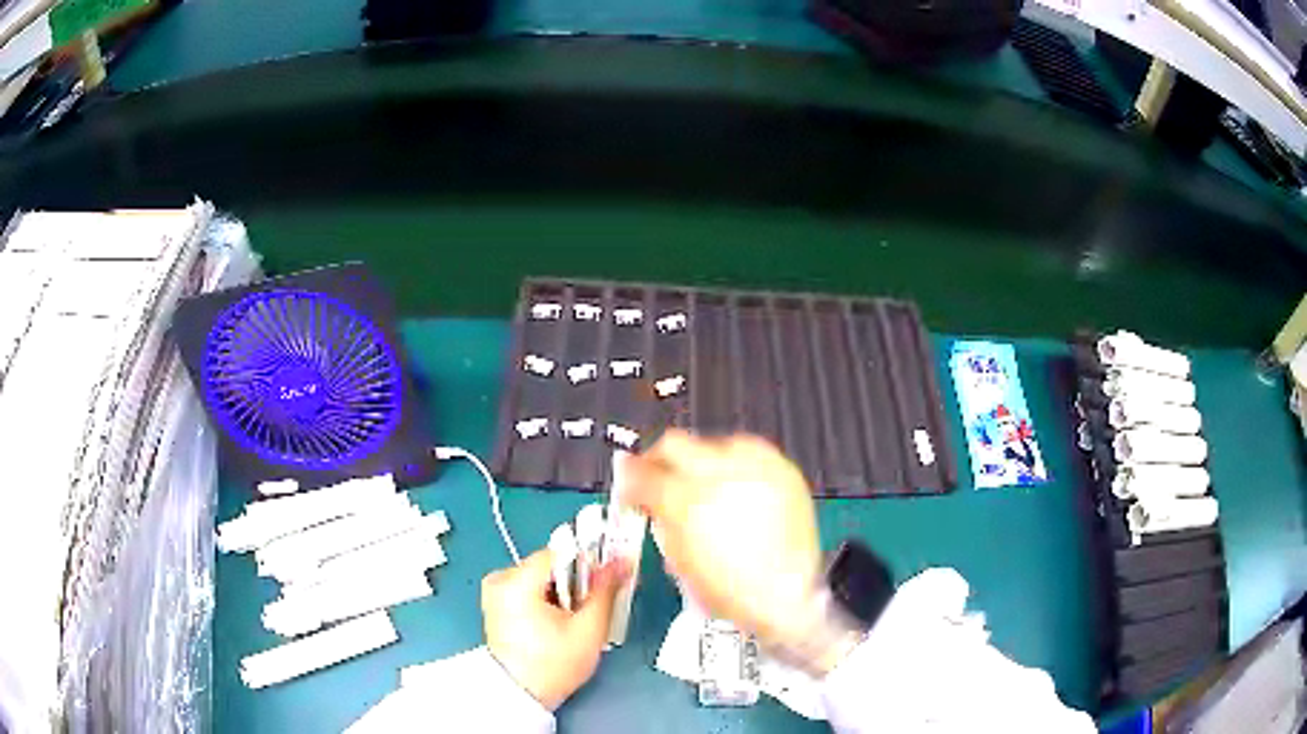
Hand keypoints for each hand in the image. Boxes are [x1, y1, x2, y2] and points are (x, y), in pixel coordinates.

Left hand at [481, 549, 626, 709]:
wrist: (522, 695)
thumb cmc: (555, 664)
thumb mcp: (588, 629)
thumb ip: (605, 590)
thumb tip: (623, 560)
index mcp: (516, 582)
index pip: (559, 552)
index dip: (586, 563)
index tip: (604, 580)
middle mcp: (499, 579)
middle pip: (549, 564)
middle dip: (574, 581)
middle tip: (588, 607)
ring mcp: (494, 591)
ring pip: (540, 576)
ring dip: (561, 590)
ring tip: (573, 618)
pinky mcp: (495, 603)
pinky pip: (527, 587)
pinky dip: (545, 598)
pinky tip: (556, 621)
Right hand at [622, 431, 823, 651]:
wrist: (790, 596)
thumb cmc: (733, 592)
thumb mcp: (679, 563)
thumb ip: (660, 521)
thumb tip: (650, 502)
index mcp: (686, 504)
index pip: (642, 474)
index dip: (629, 479)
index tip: (630, 485)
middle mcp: (720, 476)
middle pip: (674, 444)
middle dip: (660, 460)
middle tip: (660, 477)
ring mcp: (754, 469)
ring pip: (713, 443)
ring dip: (700, 461)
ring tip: (705, 487)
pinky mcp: (782, 470)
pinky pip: (750, 452)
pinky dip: (736, 465)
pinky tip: (736, 487)